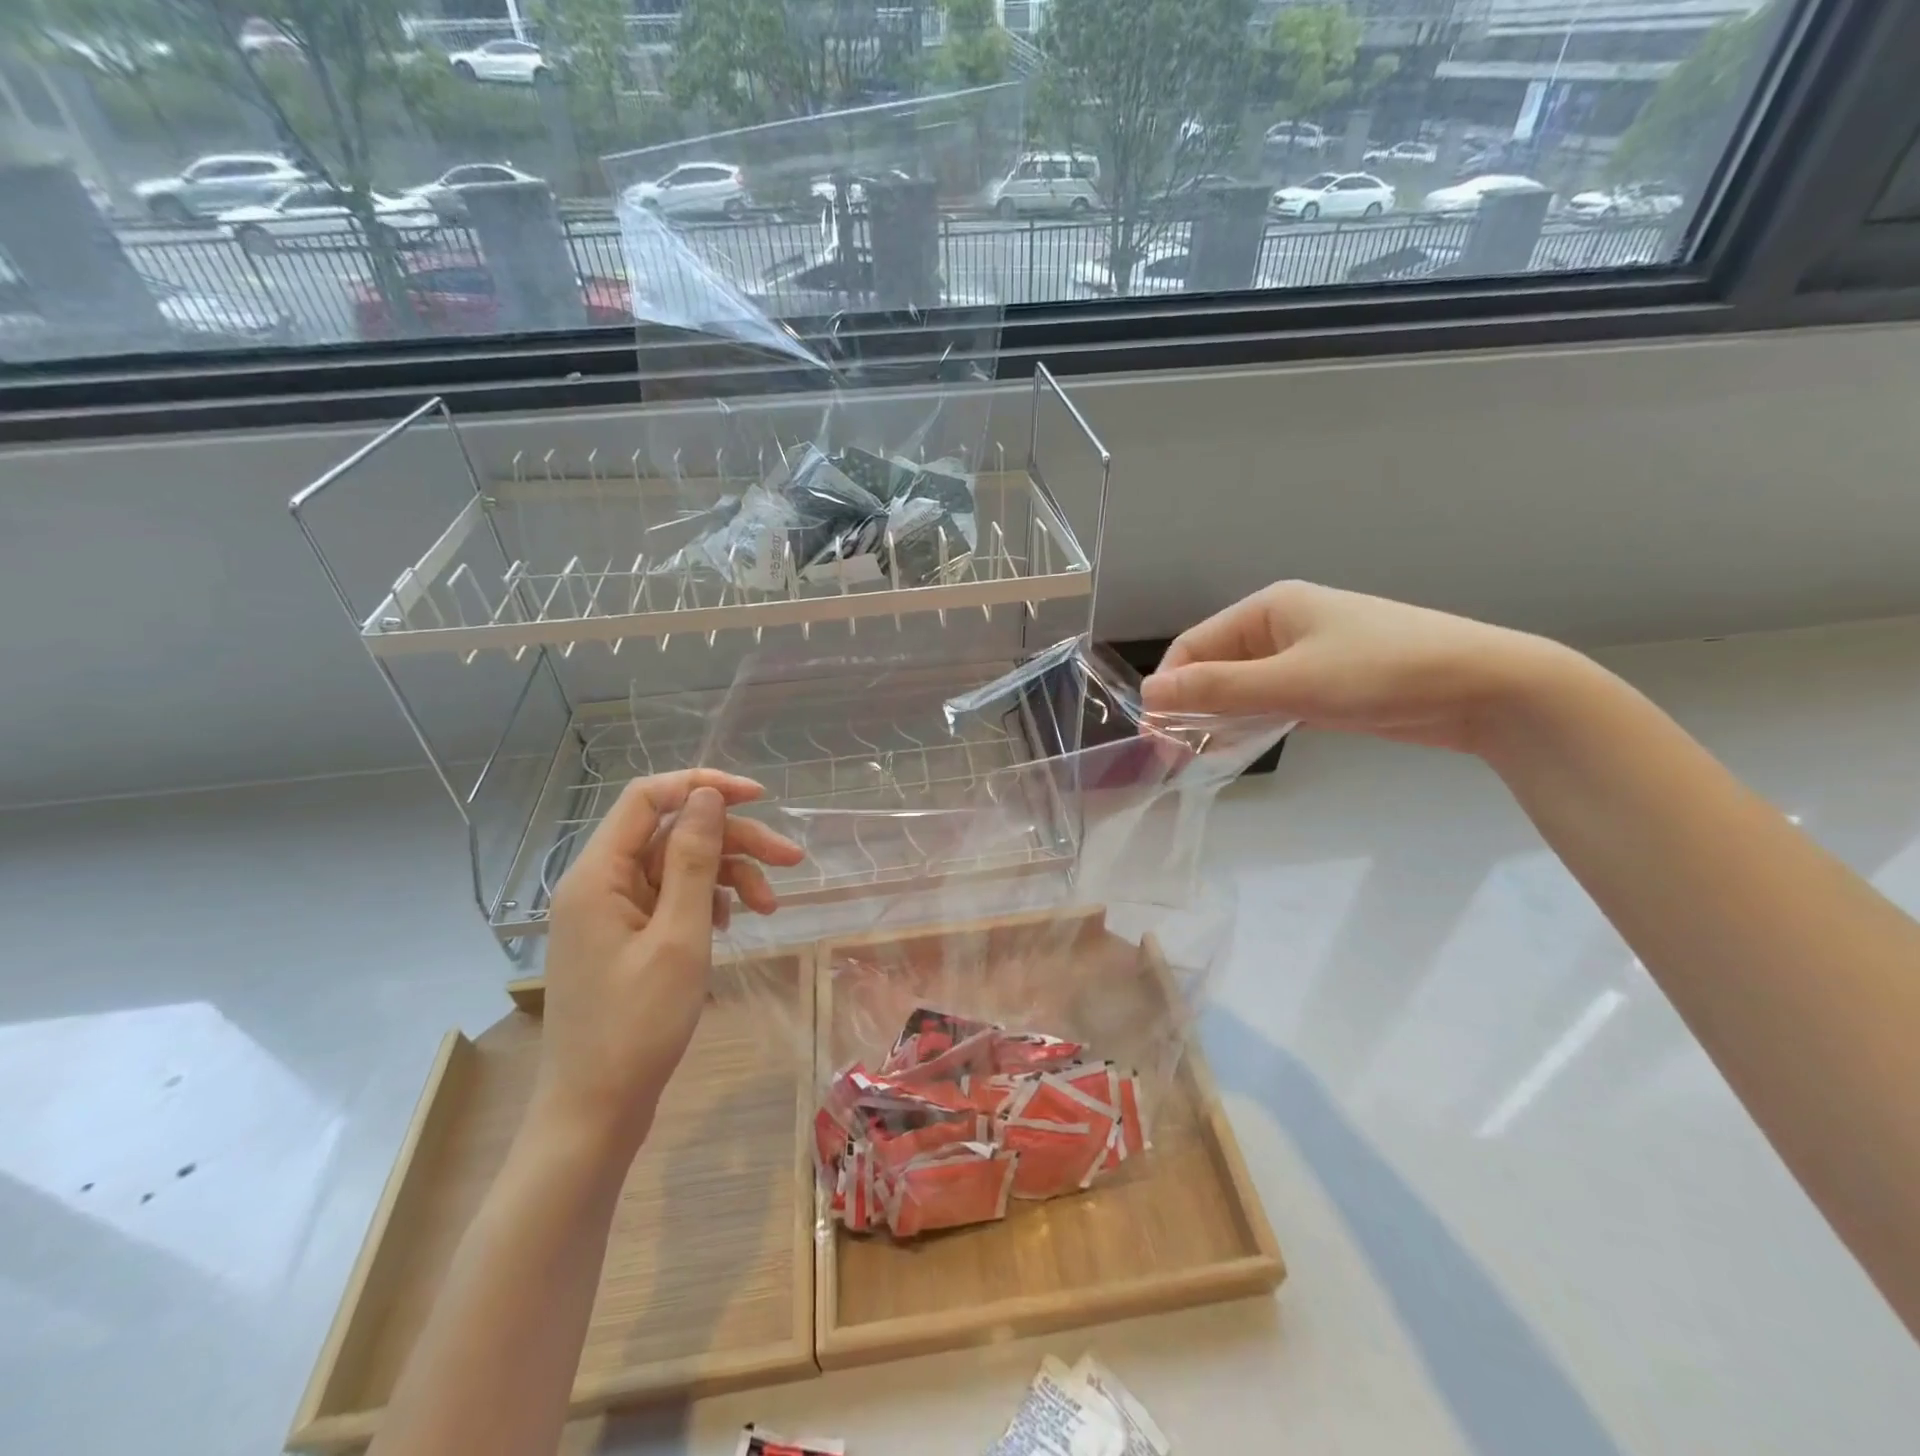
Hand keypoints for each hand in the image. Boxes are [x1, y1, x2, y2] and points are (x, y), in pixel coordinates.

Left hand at [534, 770, 804, 1155]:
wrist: (596, 1112)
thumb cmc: (638, 1025)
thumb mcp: (679, 936)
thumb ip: (693, 859)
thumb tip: (706, 796)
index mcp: (597, 874)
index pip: (648, 797)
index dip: (703, 787)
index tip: (759, 798)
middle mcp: (599, 883)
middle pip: (671, 833)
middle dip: (734, 841)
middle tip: (791, 861)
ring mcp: (611, 912)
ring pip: (677, 867)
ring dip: (728, 877)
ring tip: (770, 908)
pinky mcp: (625, 937)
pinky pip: (671, 898)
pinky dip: (708, 902)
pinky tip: (732, 924)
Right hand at [1140, 580, 1573, 754]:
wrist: (1485, 687)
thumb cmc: (1382, 672)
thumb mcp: (1291, 683)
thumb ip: (1217, 690)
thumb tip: (1149, 694)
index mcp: (1269, 607)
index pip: (1195, 645)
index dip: (1169, 686)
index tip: (1155, 733)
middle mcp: (1282, 625)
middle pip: (1215, 664)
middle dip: (1191, 705)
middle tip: (1175, 753)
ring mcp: (1306, 654)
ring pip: (1241, 685)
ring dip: (1219, 716)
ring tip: (1201, 755)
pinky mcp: (1326, 683)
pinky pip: (1270, 699)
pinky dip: (1250, 720)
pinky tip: (1239, 746)